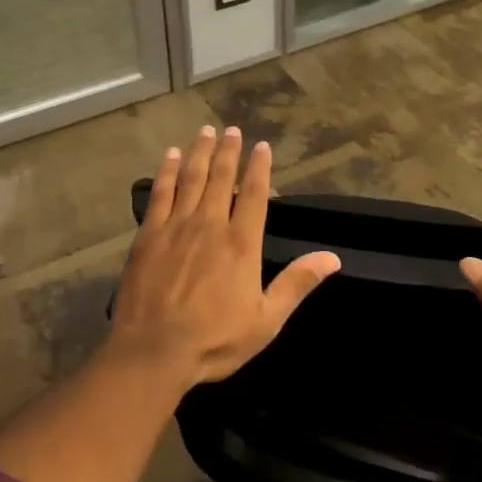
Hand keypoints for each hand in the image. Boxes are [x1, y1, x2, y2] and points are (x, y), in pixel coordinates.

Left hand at [108, 125, 340, 388]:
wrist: (153, 352)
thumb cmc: (214, 340)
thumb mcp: (266, 320)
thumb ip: (297, 284)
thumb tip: (333, 257)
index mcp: (241, 243)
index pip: (253, 194)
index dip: (259, 168)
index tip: (262, 146)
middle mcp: (210, 224)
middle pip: (221, 177)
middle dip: (228, 151)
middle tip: (232, 129)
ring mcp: (176, 226)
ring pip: (191, 178)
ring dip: (199, 152)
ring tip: (205, 132)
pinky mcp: (149, 234)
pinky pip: (160, 193)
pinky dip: (166, 172)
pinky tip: (169, 156)